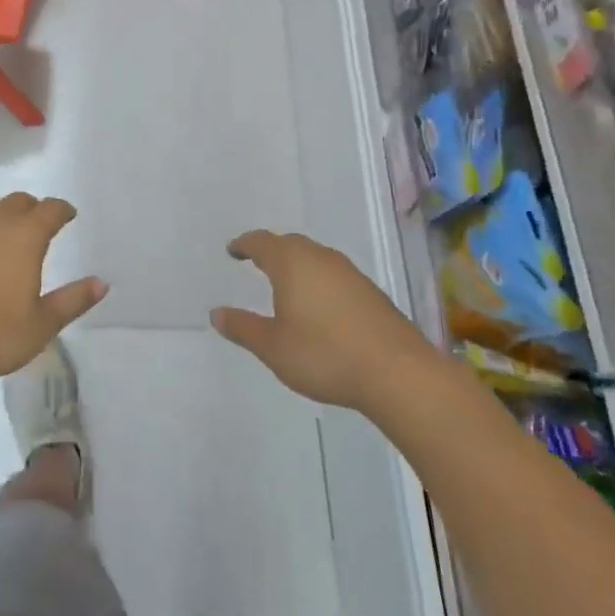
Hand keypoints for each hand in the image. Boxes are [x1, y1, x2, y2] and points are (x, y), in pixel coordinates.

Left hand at [0, 193, 106, 385]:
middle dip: (31, 209)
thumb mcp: (41, 325)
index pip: (50, 210)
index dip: (62, 210)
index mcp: (24, 236)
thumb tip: (101, 283)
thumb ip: (72, 301)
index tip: (68, 214)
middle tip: (37, 223)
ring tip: (0, 237)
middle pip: (16, 202)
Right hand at [213, 230, 433, 410]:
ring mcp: (350, 274)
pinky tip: (320, 305)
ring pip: (316, 257)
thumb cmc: (325, 355)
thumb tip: (216, 313)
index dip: (244, 244)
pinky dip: (319, 280)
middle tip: (257, 262)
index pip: (262, 243)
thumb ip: (243, 327)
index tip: (233, 250)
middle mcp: (320, 259)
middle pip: (291, 244)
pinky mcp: (371, 292)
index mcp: (292, 264)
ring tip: (287, 283)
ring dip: (298, 264)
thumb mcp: (273, 347)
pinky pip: (334, 274)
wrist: (397, 372)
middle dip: (271, 250)